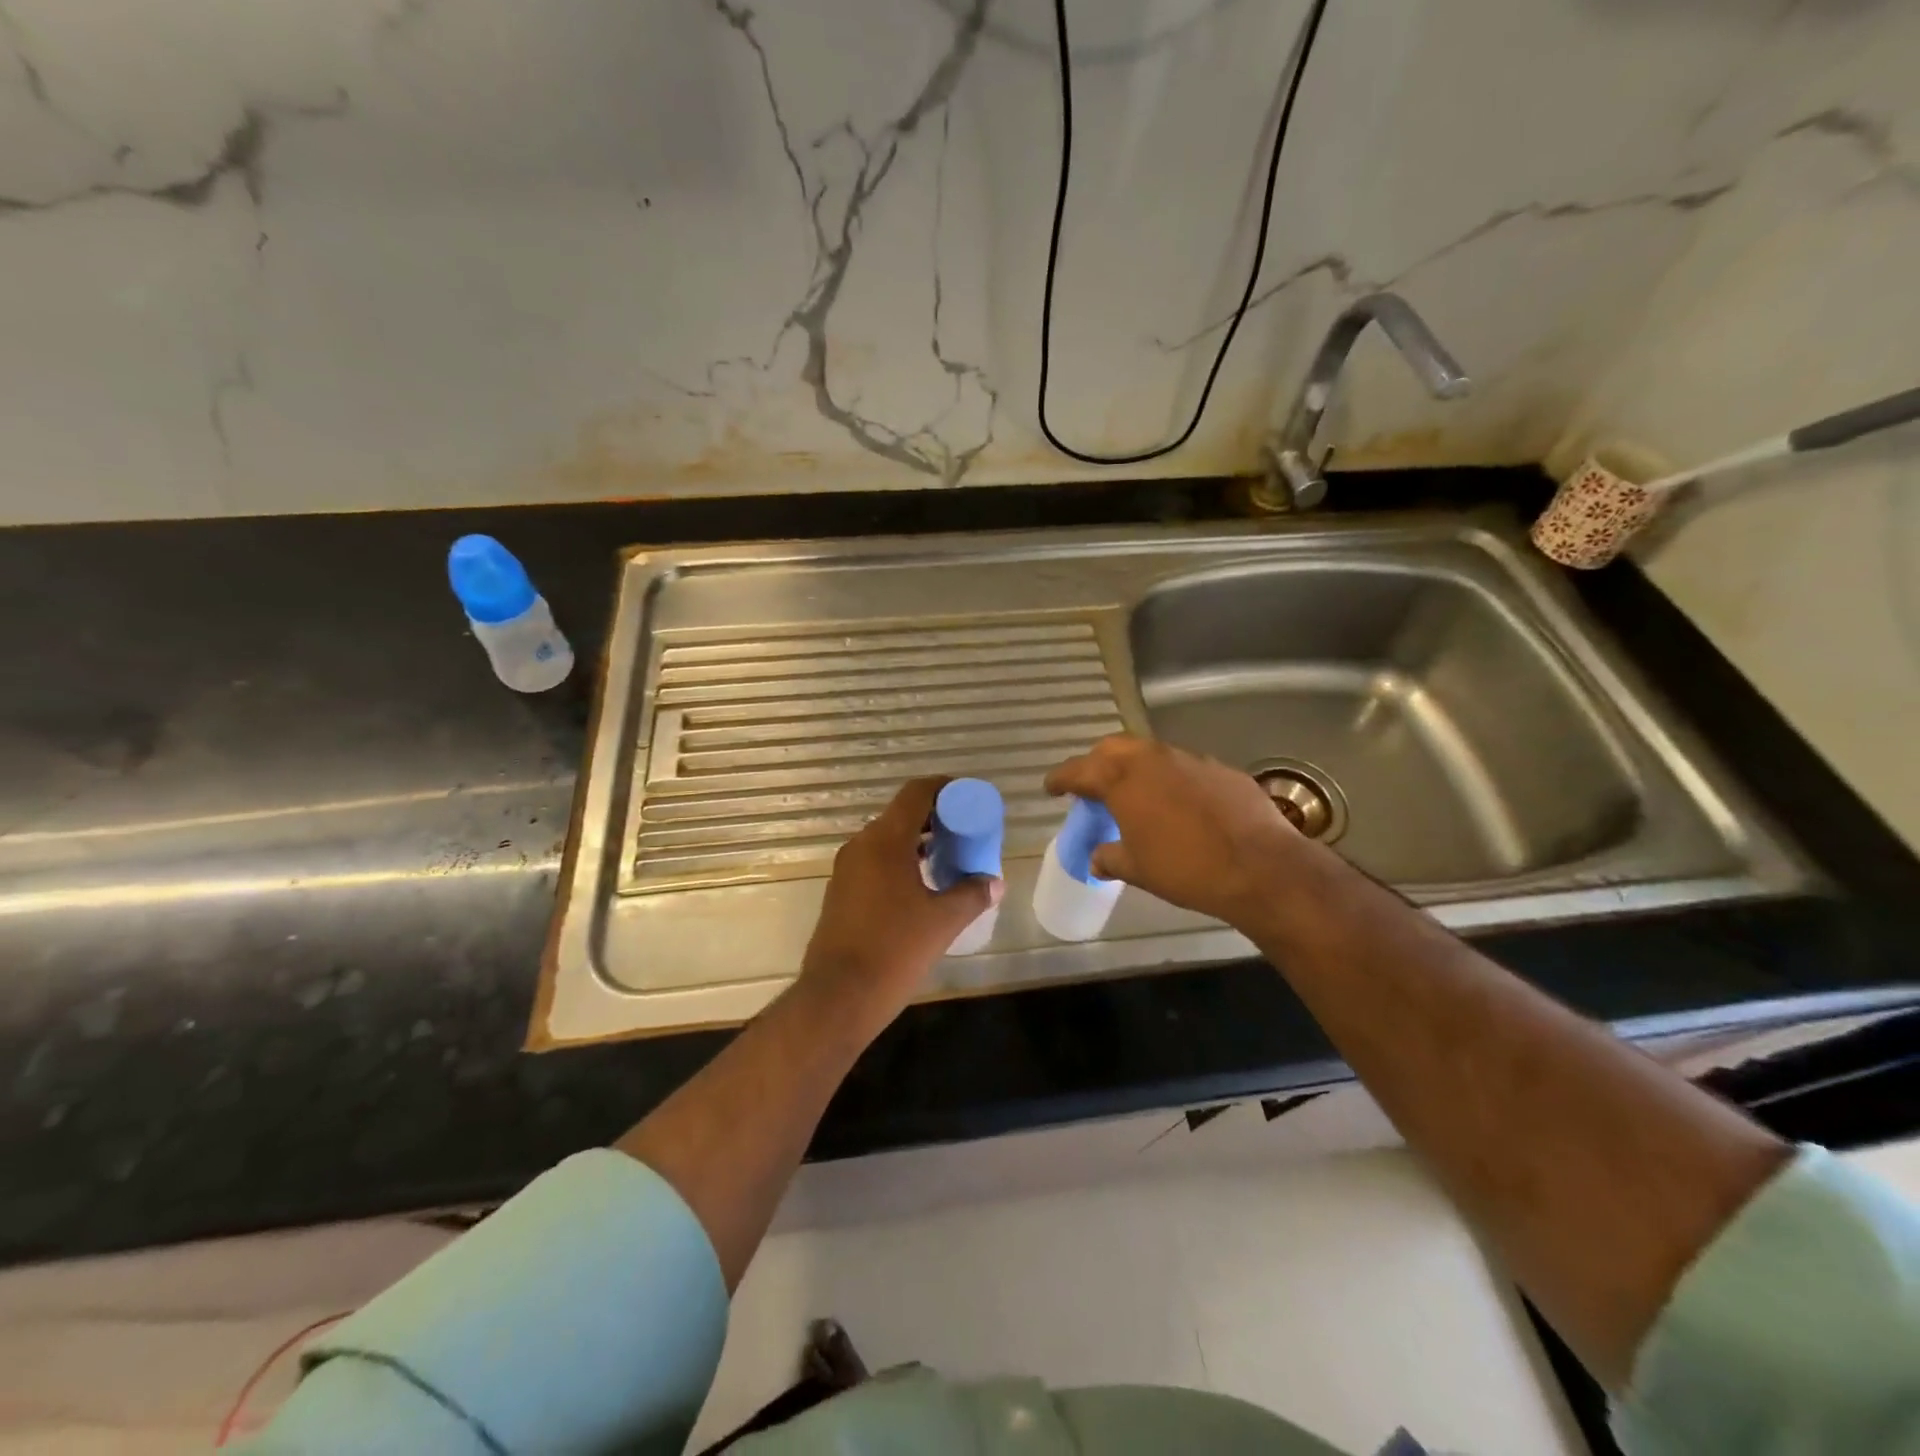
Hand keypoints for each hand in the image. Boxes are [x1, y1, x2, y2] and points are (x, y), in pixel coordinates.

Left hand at [797, 776, 1002, 1038]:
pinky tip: (921, 885)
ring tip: (949, 859)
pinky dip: (900, 860)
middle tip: (966, 832)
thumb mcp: (943, 922)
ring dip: (917, 841)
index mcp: (885, 840)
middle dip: (936, 817)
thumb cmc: (894, 950)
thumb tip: (994, 882)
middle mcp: (861, 844)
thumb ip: (972, 895)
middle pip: (902, 814)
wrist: (838, 997)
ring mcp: (847, 868)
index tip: (969, 798)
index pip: (916, 793)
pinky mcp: (841, 890)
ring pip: (887, 838)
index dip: (945, 788)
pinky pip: (875, 860)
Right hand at [1044, 734, 1303, 931]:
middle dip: (1096, 763)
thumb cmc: (1185, 869)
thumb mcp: (1137, 869)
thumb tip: (1097, 858)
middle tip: (1091, 785)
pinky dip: (1172, 780)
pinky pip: (1185, 768)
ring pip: (1152, 754)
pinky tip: (1180, 805)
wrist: (1260, 868)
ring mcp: (1191, 760)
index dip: (1061, 778)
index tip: (1051, 787)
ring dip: (1136, 769)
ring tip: (1135, 794)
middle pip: (1113, 749)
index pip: (1079, 770)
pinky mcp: (1222, 770)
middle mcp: (1153, 759)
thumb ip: (1110, 858)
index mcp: (1123, 780)